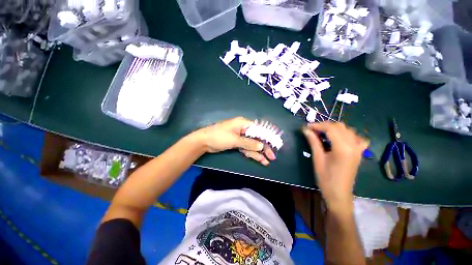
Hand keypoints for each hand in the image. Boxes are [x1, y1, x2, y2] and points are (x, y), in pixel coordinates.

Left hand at [194, 117, 275, 165]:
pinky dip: (251, 153)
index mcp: (243, 124)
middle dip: (264, 147)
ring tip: (267, 161)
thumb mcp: (234, 140)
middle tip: (272, 157)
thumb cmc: (219, 137)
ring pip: (252, 145)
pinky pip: (246, 148)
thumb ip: (249, 143)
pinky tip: (258, 159)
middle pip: (256, 138)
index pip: (259, 129)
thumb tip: (261, 146)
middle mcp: (243, 129)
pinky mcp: (236, 143)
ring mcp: (240, 137)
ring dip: (258, 153)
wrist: (204, 142)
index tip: (275, 144)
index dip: (267, 137)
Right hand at [302, 122, 368, 211]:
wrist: (339, 194)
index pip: (330, 128)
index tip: (307, 126)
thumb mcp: (317, 158)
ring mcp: (358, 149)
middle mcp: (353, 145)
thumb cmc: (325, 178)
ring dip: (335, 128)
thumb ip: (313, 142)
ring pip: (348, 130)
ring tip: (323, 133)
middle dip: (325, 125)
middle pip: (340, 127)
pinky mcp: (359, 153)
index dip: (317, 125)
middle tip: (313, 130)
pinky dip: (348, 134)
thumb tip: (306, 130)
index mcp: (342, 148)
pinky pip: (357, 138)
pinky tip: (341, 138)